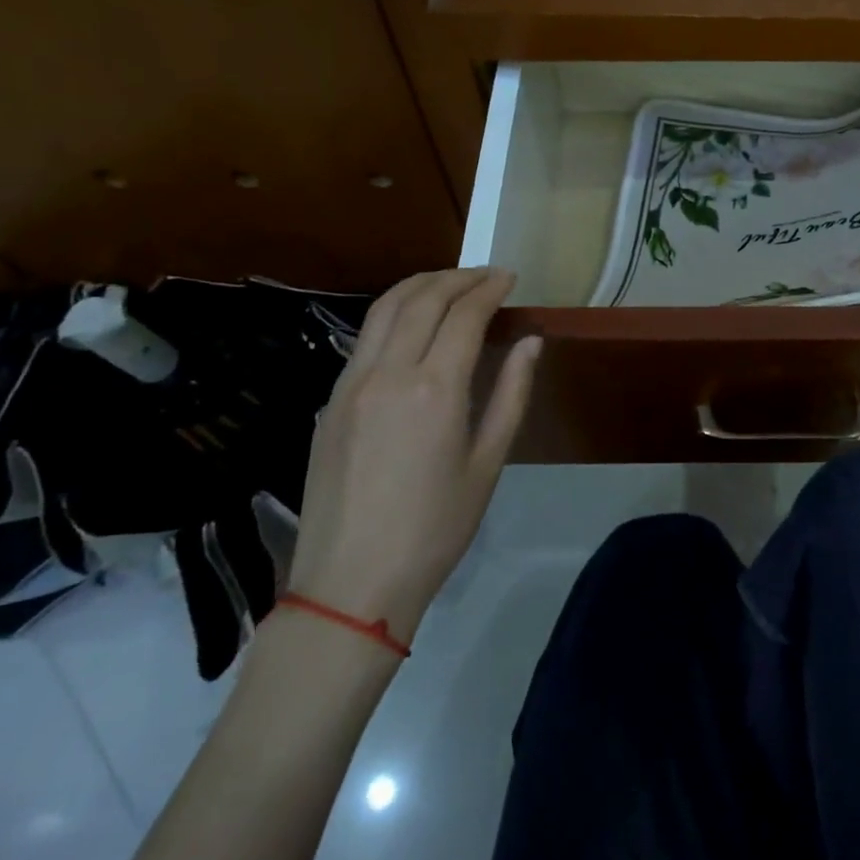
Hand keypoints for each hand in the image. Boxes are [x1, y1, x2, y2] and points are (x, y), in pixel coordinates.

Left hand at [285, 268, 541, 642]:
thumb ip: (511, 393)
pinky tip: (413, 325)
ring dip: (421, 286)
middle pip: (421, 299)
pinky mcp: (330, 402)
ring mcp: (350, 384)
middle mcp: (387, 373)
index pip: (463, 314)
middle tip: (486, 275)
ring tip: (450, 283)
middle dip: (457, 277)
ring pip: (384, 310)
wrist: (350, 584)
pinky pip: (365, 338)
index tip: (510, 277)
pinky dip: (394, 314)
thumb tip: (530, 341)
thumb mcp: (488, 463)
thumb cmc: (435, 528)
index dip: (489, 289)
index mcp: (434, 388)